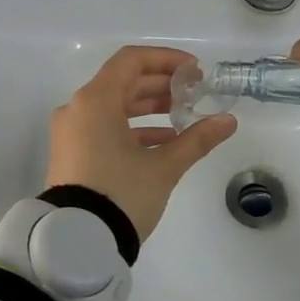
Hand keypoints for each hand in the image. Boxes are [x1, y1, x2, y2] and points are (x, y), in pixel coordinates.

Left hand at [46, 46, 237, 241]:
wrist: (77, 240)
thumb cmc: (122, 194)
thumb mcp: (164, 167)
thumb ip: (197, 139)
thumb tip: (229, 121)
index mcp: (96, 101)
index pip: (132, 60)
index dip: (166, 60)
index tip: (194, 72)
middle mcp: (78, 109)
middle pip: (122, 83)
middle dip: (161, 86)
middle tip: (194, 95)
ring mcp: (70, 133)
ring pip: (113, 107)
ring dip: (149, 109)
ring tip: (183, 118)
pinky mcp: (71, 154)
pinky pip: (103, 129)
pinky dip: (132, 130)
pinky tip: (163, 143)